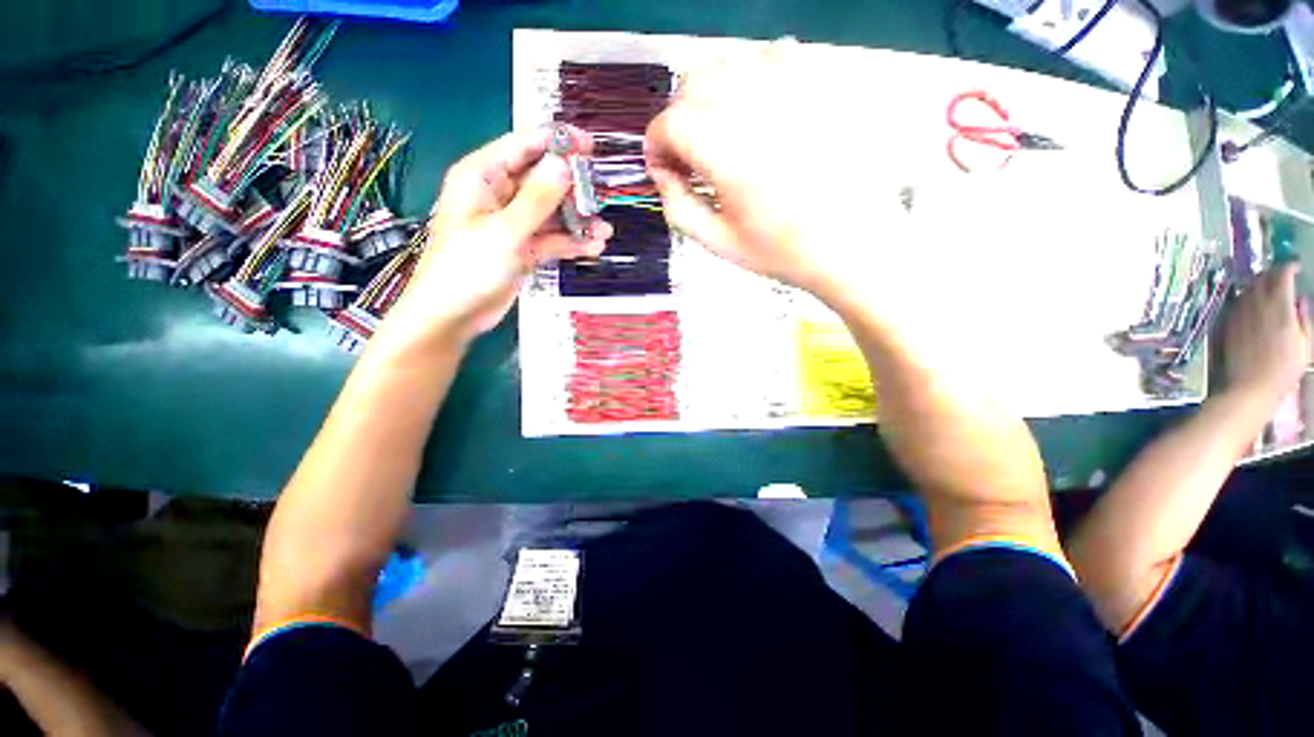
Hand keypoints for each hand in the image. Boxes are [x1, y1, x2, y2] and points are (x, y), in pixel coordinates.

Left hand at [384, 127, 611, 346]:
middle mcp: (500, 195)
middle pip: (544, 180)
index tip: (590, 147)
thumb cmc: (466, 269)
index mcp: (483, 176)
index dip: (558, 142)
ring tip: (603, 231)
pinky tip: (593, 247)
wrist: (454, 315)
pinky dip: (572, 242)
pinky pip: (553, 237)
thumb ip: (536, 199)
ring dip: (578, 220)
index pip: (524, 145)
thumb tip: (564, 165)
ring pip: (553, 212)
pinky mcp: (524, 247)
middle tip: (600, 200)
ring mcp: (514, 223)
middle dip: (574, 189)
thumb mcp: (504, 231)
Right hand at [645, 42, 902, 303]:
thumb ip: (677, 207)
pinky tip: (759, 109)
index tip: (664, 169)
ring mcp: (790, 88)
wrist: (852, 244)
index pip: (668, 123)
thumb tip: (663, 174)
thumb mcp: (718, 242)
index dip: (656, 146)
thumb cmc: (782, 251)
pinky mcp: (818, 85)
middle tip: (690, 155)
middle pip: (691, 84)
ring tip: (722, 133)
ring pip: (727, 63)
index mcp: (725, 150)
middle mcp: (753, 106)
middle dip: (679, 119)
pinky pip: (772, 55)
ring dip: (711, 96)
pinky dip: (752, 75)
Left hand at [1222, 263, 1309, 403]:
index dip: (1289, 267)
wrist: (1250, 387)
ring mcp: (1238, 314)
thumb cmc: (1284, 369)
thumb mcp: (1305, 343)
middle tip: (1283, 277)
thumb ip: (1303, 317)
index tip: (1296, 267)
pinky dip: (1247, 297)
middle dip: (1273, 273)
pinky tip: (1254, 305)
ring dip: (1259, 284)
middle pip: (1262, 278)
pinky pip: (1236, 302)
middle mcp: (1256, 305)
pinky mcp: (1227, 323)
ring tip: (1270, 289)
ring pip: (1247, 288)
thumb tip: (1300, 299)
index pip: (1282, 275)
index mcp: (1279, 308)